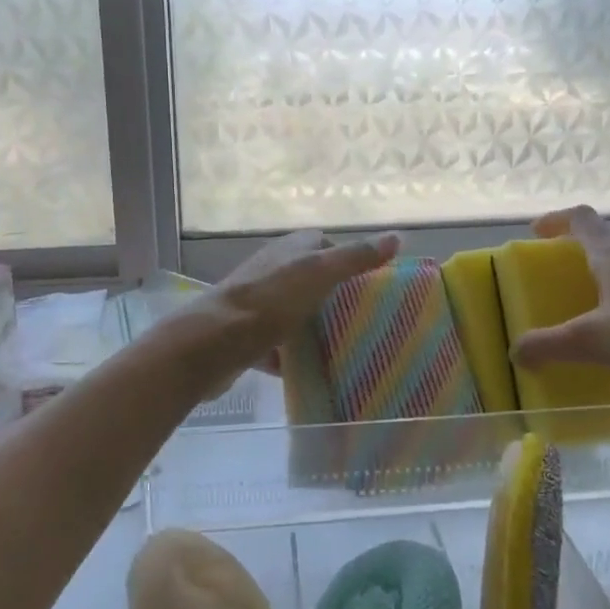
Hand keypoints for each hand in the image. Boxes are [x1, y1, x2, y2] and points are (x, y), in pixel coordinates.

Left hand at [189, 230, 402, 379]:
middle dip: (334, 296)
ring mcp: (256, 304)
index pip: (324, 244)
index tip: (371, 282)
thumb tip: (397, 237)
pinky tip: (311, 371)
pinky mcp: (246, 336)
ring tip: (345, 345)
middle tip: (365, 319)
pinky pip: (276, 345)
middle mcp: (271, 270)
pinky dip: (292, 356)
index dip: (348, 257)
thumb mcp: (319, 273)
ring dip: (313, 326)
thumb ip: (356, 257)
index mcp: (289, 249)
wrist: (213, 343)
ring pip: (293, 312)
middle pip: (310, 279)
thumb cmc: (270, 301)